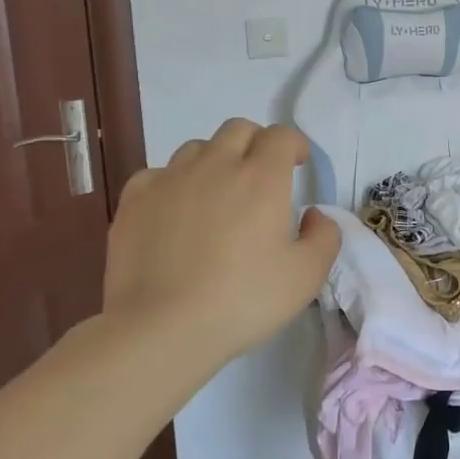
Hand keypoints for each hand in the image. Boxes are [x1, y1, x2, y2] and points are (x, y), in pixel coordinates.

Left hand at [102, 119, 340, 367]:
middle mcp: (216, 166)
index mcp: (262, 178)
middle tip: (260, 175)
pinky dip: (172, 183)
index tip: (297, 164)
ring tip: (216, 194)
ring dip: (214, 160)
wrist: (162, 329)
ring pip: (197, 148)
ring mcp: (170, 179)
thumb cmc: (243, 301)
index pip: (280, 135)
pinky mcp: (135, 200)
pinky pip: (158, 174)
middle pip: (238, 129)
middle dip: (255, 143)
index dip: (293, 144)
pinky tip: (175, 211)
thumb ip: (325, 236)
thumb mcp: (307, 276)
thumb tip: (314, 213)